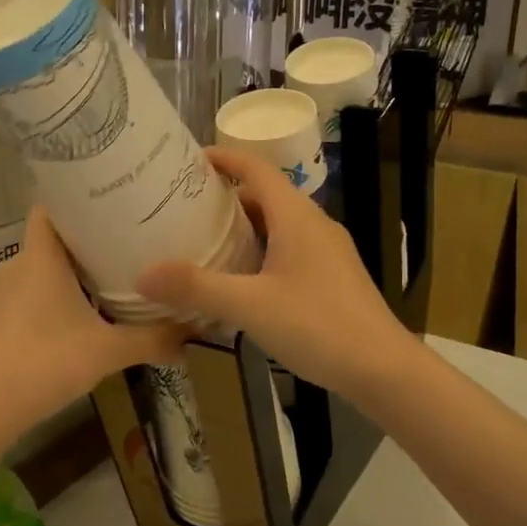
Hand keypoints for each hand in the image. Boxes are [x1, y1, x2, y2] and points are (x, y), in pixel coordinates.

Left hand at [0, 208, 184, 439]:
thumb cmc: (46, 362)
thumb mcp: (109, 351)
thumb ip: (153, 339)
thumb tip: (194, 335)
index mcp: (40, 257)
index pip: (51, 206)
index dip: (78, 199)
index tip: (111, 202)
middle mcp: (15, 265)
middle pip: (51, 239)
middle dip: (85, 241)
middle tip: (125, 243)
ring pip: (39, 269)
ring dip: (68, 273)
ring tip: (107, 279)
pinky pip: (27, 294)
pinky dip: (50, 297)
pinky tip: (76, 317)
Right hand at [136, 147, 409, 396]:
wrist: (383, 368)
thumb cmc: (318, 326)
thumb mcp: (249, 306)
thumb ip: (196, 288)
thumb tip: (144, 275)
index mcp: (296, 217)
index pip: (256, 168)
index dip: (223, 158)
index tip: (187, 161)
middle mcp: (314, 225)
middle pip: (265, 196)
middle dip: (225, 198)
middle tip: (184, 210)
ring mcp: (328, 252)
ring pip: (279, 226)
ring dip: (244, 229)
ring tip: (204, 244)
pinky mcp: (333, 277)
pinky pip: (290, 251)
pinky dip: (261, 254)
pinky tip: (242, 283)